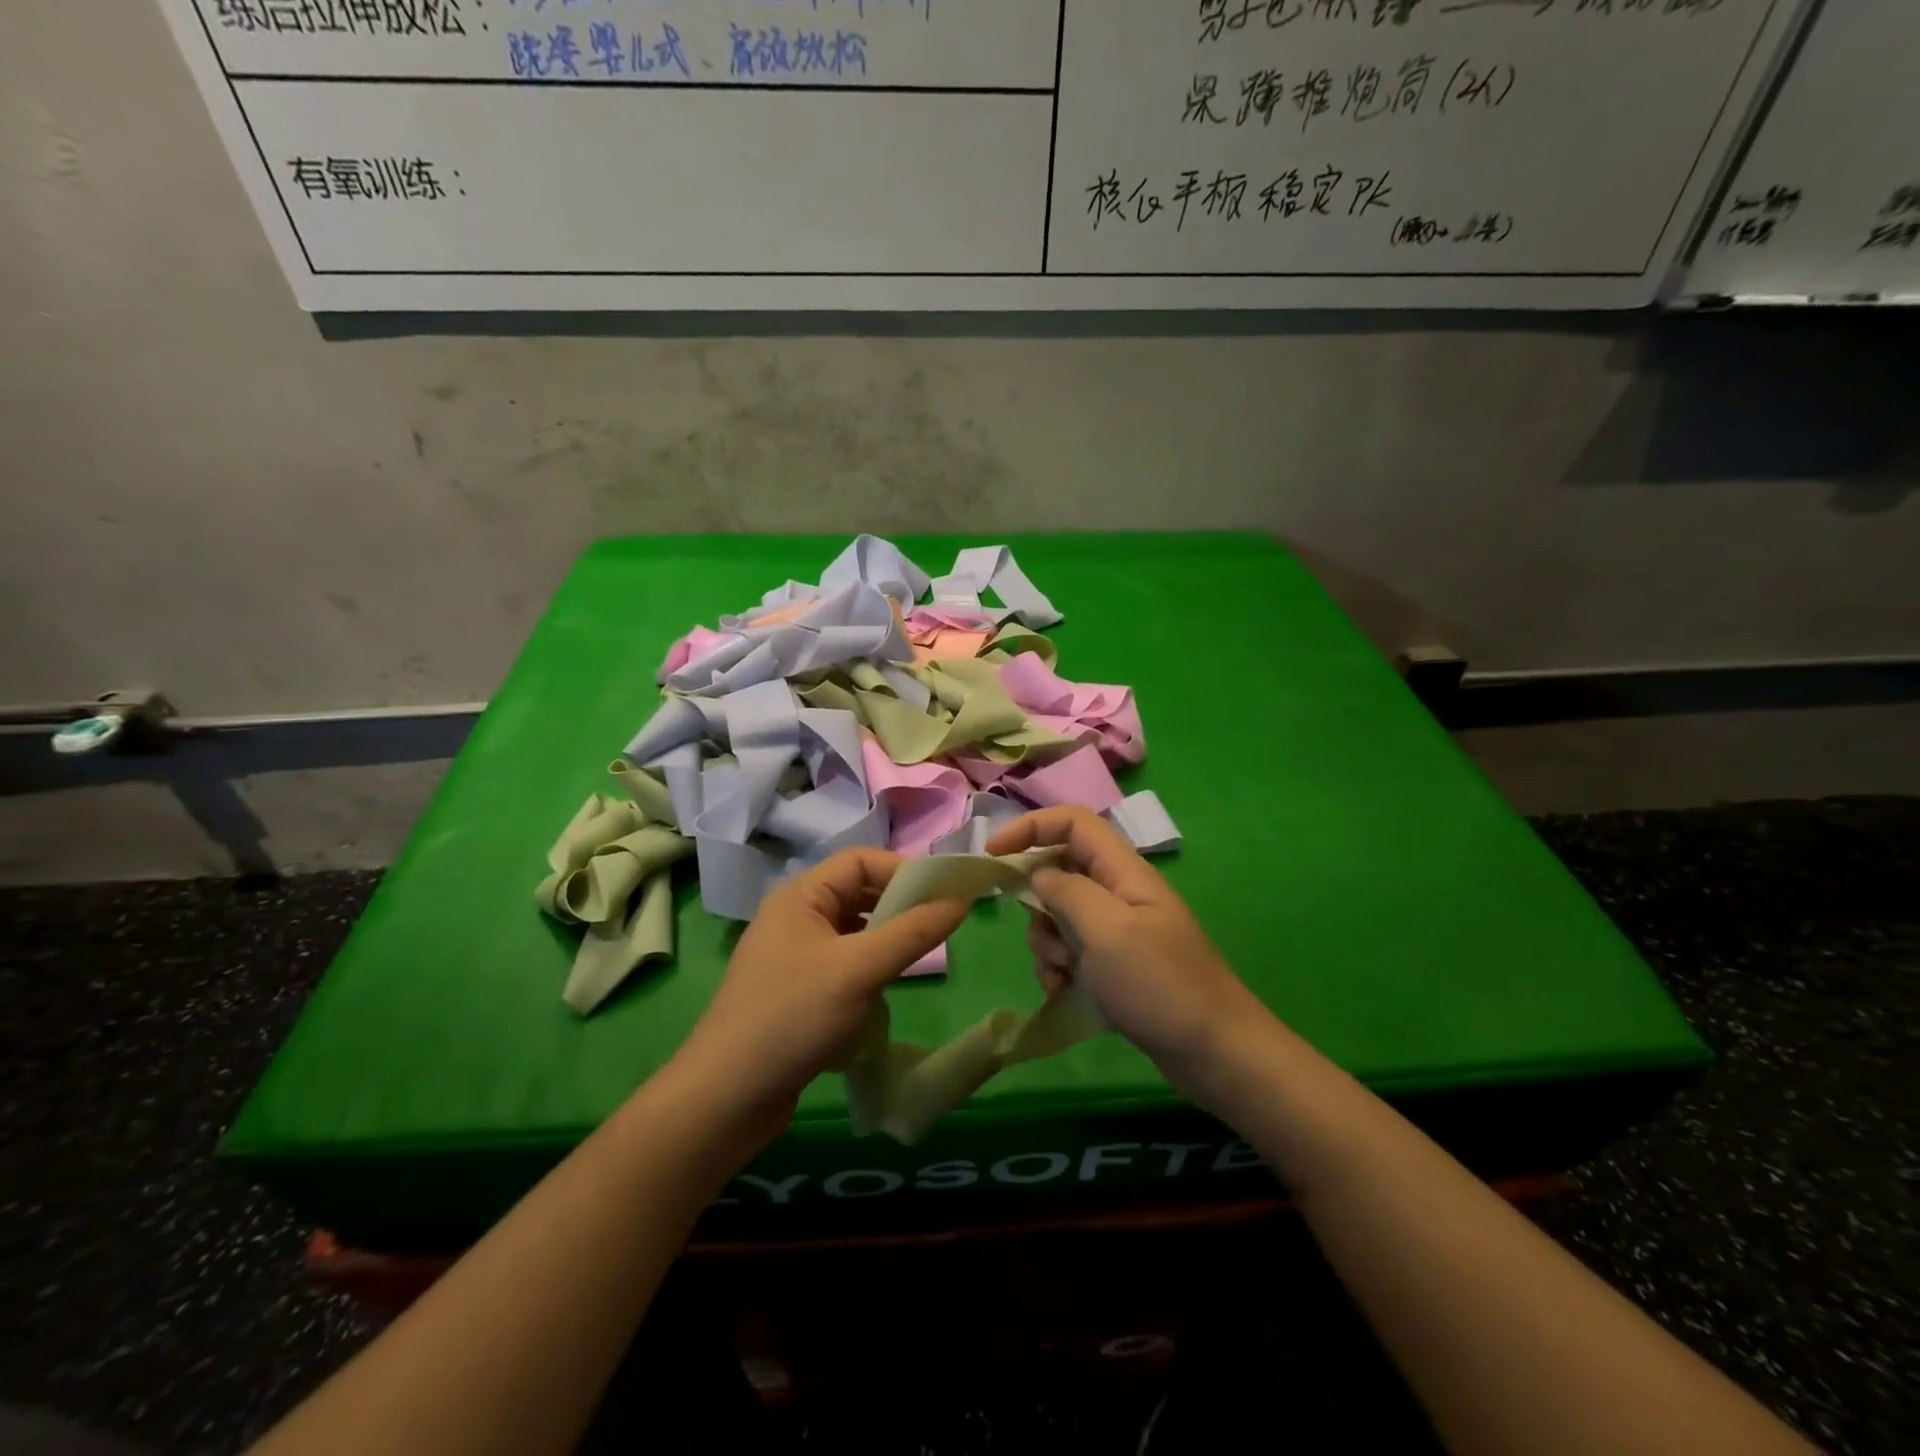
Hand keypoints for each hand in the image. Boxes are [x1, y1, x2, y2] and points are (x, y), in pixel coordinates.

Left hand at [673, 849, 968, 1140]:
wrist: (726, 1098)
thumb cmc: (792, 1018)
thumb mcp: (859, 969)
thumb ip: (913, 932)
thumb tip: (961, 900)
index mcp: (800, 896)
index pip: (861, 861)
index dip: (904, 871)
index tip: (944, 896)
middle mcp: (795, 917)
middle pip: (858, 894)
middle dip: (899, 907)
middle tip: (938, 928)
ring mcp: (794, 956)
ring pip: (853, 932)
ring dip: (885, 942)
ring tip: (916, 960)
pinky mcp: (797, 991)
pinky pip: (843, 965)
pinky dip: (868, 972)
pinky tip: (882, 997)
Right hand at [987, 807, 1263, 1090]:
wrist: (1213, 1052)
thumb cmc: (1160, 984)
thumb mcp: (1107, 931)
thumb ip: (1067, 893)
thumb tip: (1038, 874)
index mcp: (1123, 871)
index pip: (1072, 823)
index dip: (1030, 827)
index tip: (992, 855)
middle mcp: (1118, 892)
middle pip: (1059, 872)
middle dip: (1039, 905)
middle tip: (1049, 938)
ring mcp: (1116, 930)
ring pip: (1058, 917)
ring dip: (1047, 944)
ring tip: (1065, 974)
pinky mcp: (1113, 964)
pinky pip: (1069, 952)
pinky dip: (1058, 969)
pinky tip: (1067, 992)